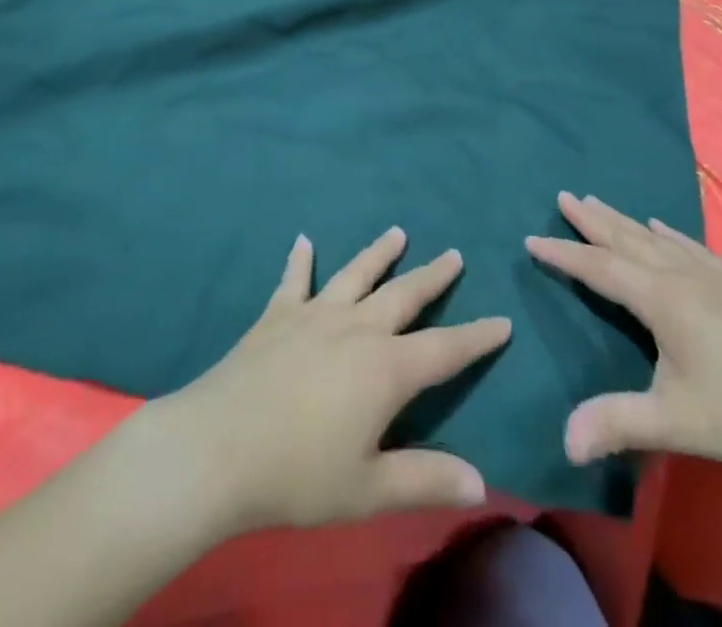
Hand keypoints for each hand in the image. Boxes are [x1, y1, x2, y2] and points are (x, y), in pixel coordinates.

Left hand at [142, 227, 511, 535]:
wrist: (219, 448)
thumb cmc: (298, 473)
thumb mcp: (369, 489)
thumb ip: (426, 480)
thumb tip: (482, 482)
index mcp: (386, 369)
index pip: (445, 349)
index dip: (477, 337)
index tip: (502, 321)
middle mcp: (357, 328)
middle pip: (404, 294)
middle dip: (433, 276)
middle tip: (454, 253)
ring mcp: (315, 314)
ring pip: (356, 274)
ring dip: (379, 253)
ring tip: (397, 232)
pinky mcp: (277, 315)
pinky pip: (294, 280)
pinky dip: (300, 259)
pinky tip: (302, 239)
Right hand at [525, 192, 721, 476]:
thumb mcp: (677, 422)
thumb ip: (618, 424)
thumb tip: (564, 440)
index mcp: (661, 299)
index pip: (600, 268)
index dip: (563, 254)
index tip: (531, 238)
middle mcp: (680, 275)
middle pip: (626, 238)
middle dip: (591, 220)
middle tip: (563, 196)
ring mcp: (711, 276)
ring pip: (654, 238)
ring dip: (622, 220)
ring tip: (598, 201)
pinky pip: (690, 246)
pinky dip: (668, 232)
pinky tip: (664, 227)